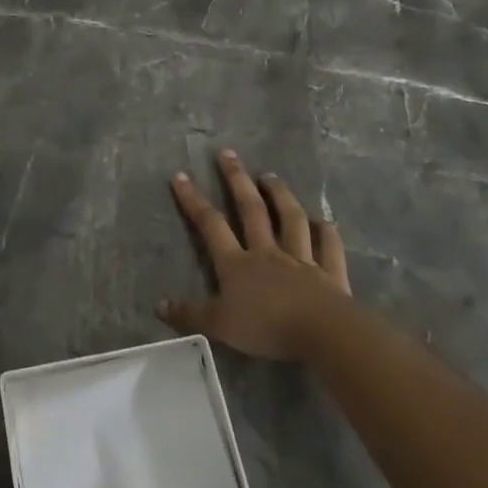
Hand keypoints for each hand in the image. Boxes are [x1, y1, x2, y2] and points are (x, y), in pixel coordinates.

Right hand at [159, 151, 351, 360]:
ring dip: (280, 195)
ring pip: (290, 220)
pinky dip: (328, 232)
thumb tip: (158, 305)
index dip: (193, 199)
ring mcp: (301, 260)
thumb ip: (190, 314)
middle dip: (237, 180)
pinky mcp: (330, 274)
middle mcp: (268, 253)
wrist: (322, 334)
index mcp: (237, 264)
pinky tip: (326, 220)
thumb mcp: (219, 326)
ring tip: (271, 175)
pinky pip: (329, 248)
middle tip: (228, 153)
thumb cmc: (266, 328)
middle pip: (251, 210)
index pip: (210, 224)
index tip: (180, 175)